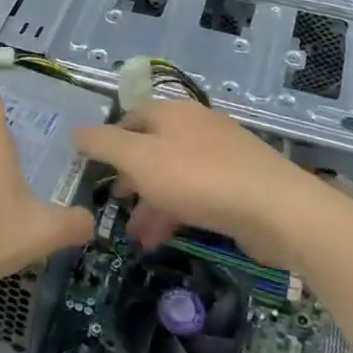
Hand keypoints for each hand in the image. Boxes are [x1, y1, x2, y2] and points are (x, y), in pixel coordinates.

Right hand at [76, 102, 352, 266]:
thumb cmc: (198, 178)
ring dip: (153, 205)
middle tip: (118, 209)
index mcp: (171, 112)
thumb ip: (104, 144)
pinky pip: (198, 193)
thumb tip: (76, 131)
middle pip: (152, 148)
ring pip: (174, 175)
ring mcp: (221, 153)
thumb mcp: (140, 160)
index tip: (96, 174)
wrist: (276, 208)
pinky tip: (168, 238)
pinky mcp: (240, 182)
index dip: (109, 144)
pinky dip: (178, 212)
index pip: (130, 119)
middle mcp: (196, 126)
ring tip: (139, 239)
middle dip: (132, 181)